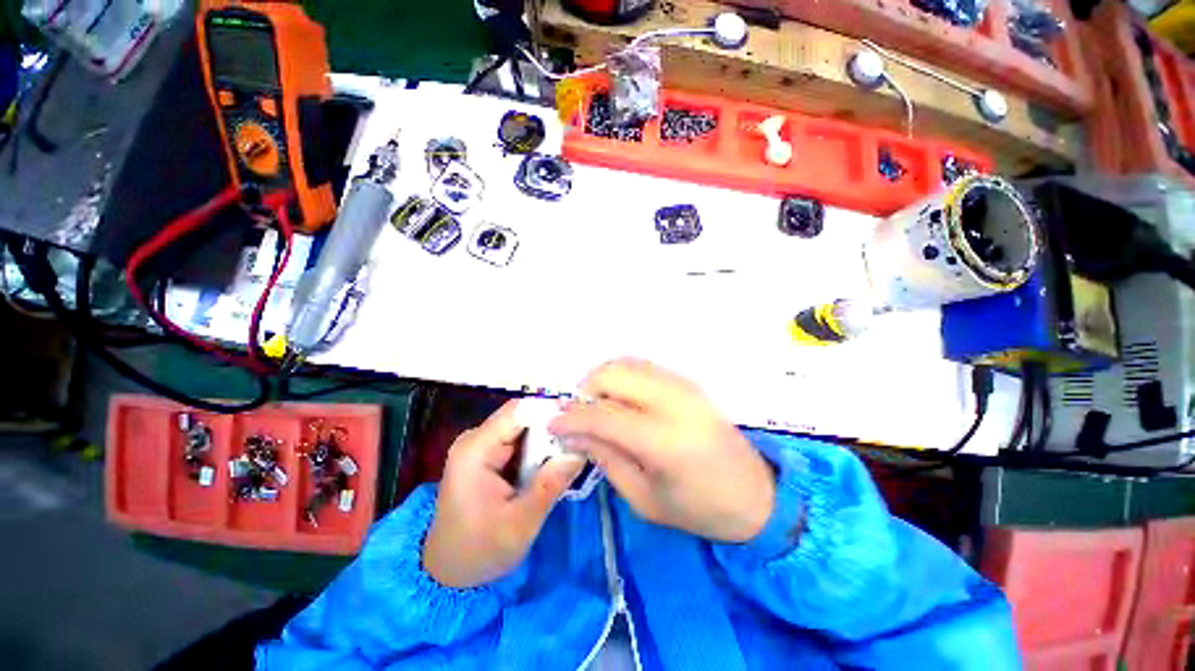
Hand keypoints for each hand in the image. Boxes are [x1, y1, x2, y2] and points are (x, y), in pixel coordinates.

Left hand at [423, 400, 585, 587]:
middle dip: (552, 426)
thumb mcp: (520, 524)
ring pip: (523, 426)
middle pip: (522, 415)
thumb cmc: (480, 551)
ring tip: (570, 452)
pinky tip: (551, 462)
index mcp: (476, 450)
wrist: (449, 572)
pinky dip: (537, 448)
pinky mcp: (487, 454)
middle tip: (579, 442)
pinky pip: (518, 439)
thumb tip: (580, 450)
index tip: (578, 423)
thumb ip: (550, 484)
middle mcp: (475, 439)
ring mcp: (480, 445)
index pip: (518, 411)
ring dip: (546, 437)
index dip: (550, 411)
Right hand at [549, 359, 774, 543]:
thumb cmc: (699, 508)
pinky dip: (622, 377)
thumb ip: (606, 458)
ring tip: (597, 407)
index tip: (552, 424)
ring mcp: (683, 386)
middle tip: (578, 415)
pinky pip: (644, 366)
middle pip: (613, 374)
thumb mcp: (644, 498)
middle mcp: (673, 402)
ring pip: (626, 363)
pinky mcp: (688, 382)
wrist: (755, 493)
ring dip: (603, 380)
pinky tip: (621, 400)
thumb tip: (573, 433)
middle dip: (586, 390)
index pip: (603, 415)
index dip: (572, 418)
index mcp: (664, 440)